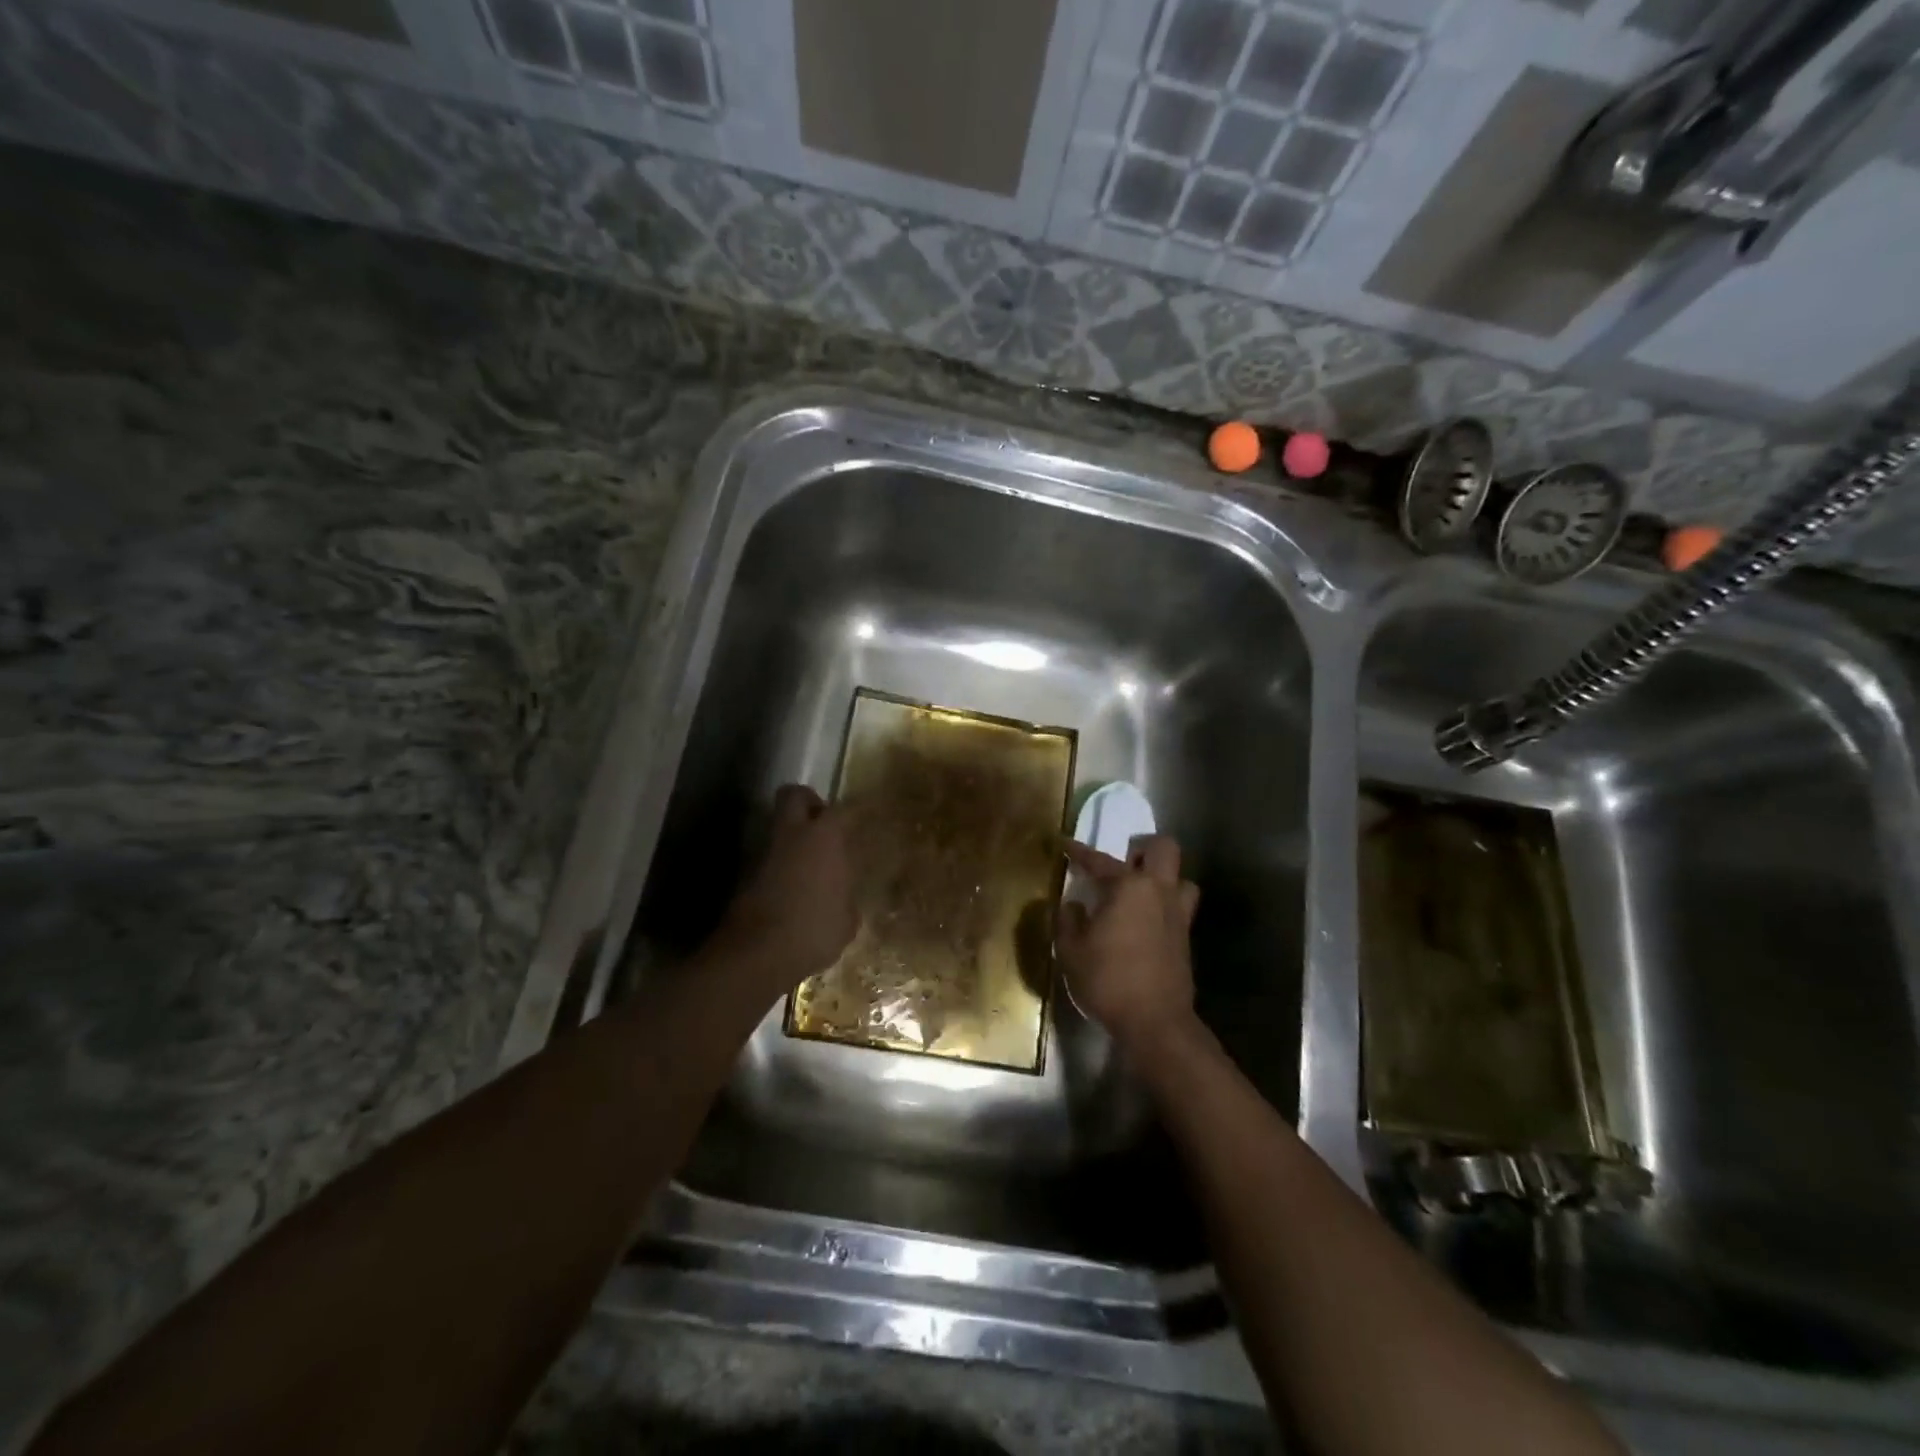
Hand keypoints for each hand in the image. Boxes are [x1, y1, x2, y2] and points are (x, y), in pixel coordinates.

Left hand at [716, 784, 857, 994]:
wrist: (757, 954)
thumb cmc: (814, 930)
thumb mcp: (847, 920)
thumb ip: (846, 897)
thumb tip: (842, 896)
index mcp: (824, 837)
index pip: (843, 810)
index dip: (854, 813)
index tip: (863, 819)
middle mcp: (792, 834)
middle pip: (795, 795)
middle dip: (809, 803)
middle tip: (823, 825)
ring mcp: (764, 851)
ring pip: (777, 826)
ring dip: (791, 837)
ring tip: (808, 864)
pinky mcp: (744, 874)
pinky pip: (767, 857)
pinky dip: (778, 865)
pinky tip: (791, 890)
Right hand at [1057, 835, 1199, 1049]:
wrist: (1155, 1023)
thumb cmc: (1107, 979)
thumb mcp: (1070, 950)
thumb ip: (1067, 920)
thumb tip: (1073, 905)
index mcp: (1129, 887)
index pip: (1100, 860)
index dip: (1079, 852)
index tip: (1065, 844)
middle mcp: (1159, 892)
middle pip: (1164, 849)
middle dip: (1144, 848)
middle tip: (1123, 861)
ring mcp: (1178, 915)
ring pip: (1181, 879)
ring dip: (1163, 878)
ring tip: (1139, 892)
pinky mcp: (1185, 939)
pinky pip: (1179, 907)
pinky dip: (1163, 906)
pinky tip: (1143, 922)